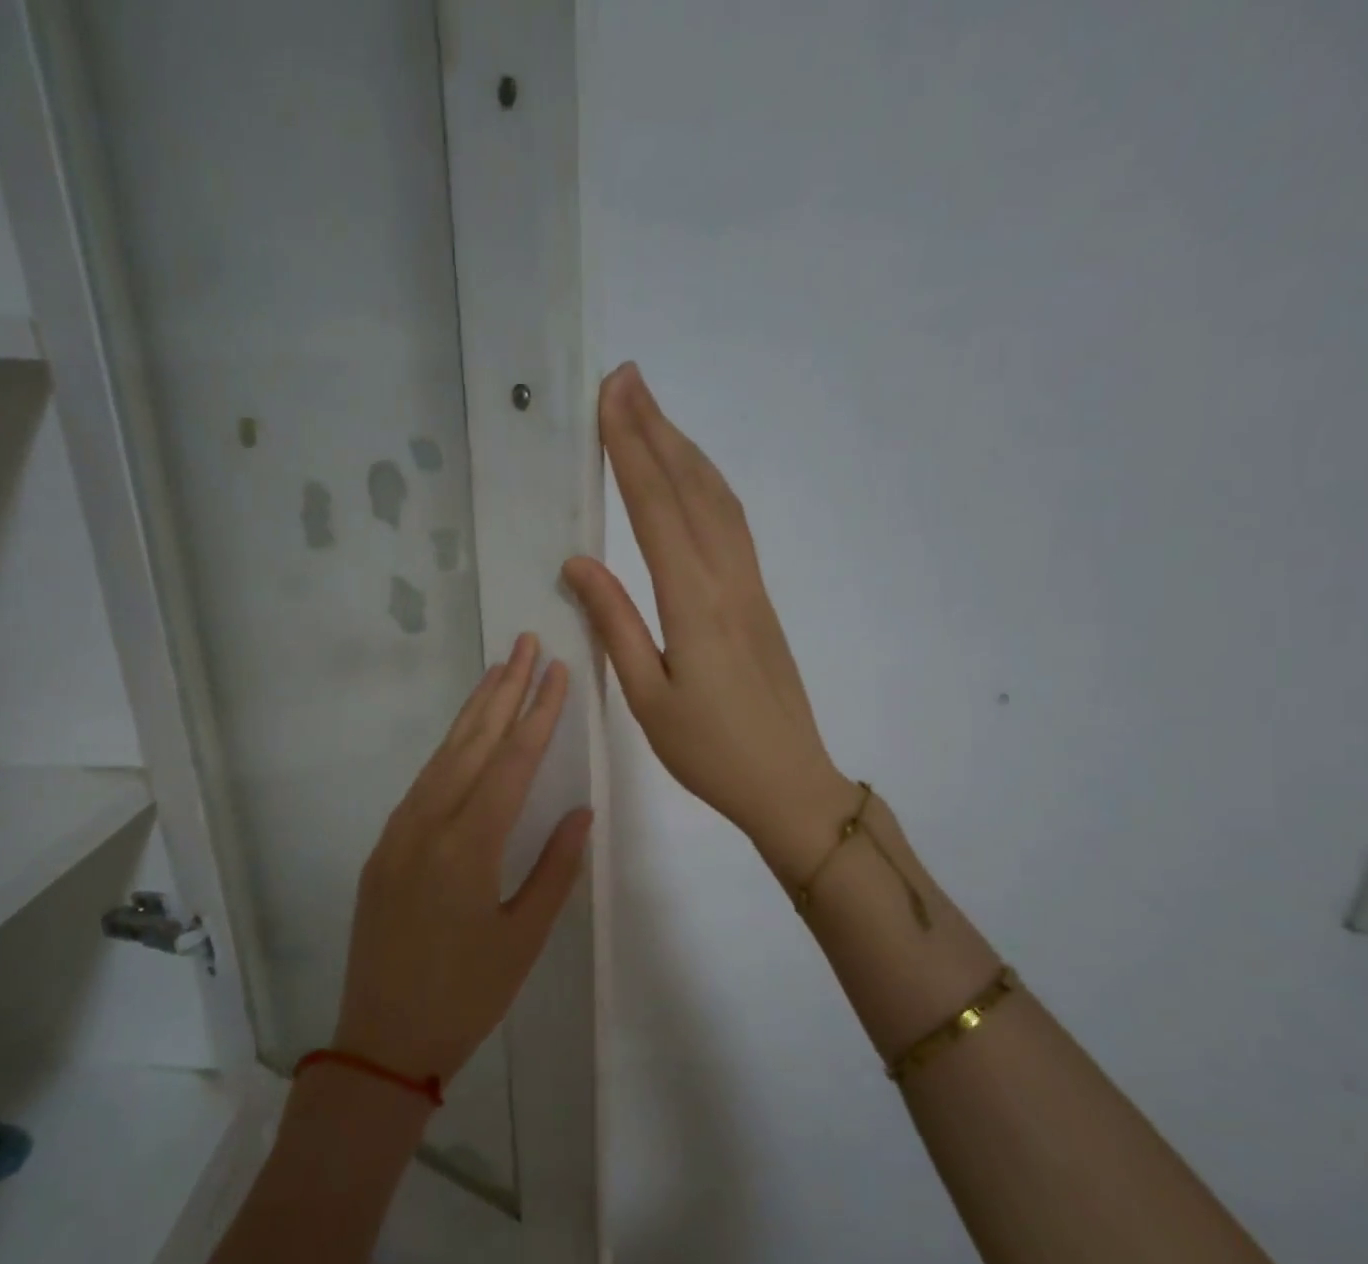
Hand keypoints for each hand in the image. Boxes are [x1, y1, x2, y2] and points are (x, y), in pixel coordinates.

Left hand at [334, 633, 593, 1086]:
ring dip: (472, 713)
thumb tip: (580, 810)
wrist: (382, 1040)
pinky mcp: (382, 849)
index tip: (557, 670)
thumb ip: (556, 868)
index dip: (538, 713)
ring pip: (441, 757)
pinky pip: (421, 785)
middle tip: (525, 644)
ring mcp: (397, 834)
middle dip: (502, 690)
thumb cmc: (466, 996)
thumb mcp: (524, 938)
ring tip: (498, 673)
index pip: (511, 762)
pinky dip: (448, 751)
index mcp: (468, 846)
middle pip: (471, 743)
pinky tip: (464, 739)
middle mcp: (427, 826)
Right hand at [564, 363, 850, 878]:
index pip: (656, 509)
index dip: (631, 450)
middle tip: (626, 378)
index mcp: (694, 603)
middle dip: (656, 429)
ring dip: (685, 450)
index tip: (610, 398)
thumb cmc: (709, 752)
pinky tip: (693, 478)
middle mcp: (728, 579)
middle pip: (691, 488)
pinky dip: (708, 486)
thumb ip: (616, 624)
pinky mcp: (760, 600)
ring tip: (653, 413)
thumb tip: (579, 563)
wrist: (788, 781)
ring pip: (719, 501)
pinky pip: (733, 526)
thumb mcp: (646, 697)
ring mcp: (751, 586)